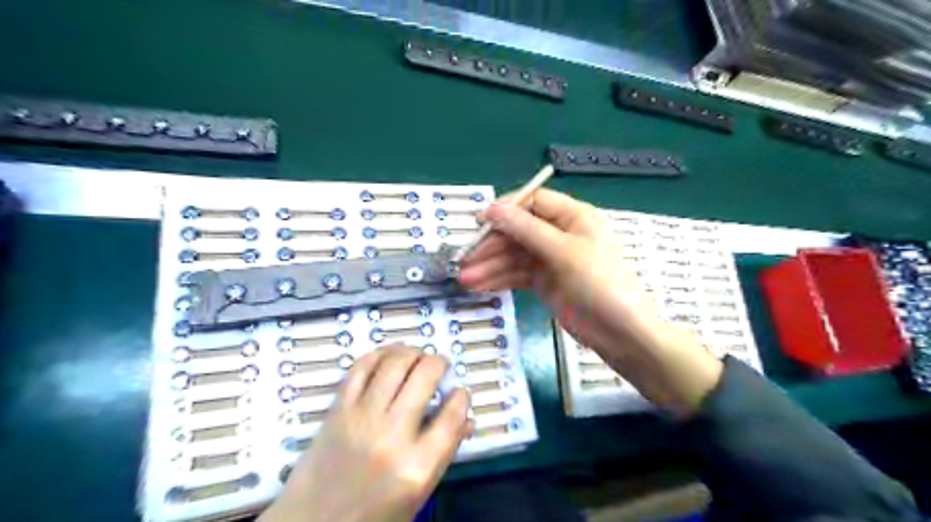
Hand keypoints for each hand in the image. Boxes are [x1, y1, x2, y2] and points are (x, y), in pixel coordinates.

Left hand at [262, 345, 473, 519]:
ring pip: (394, 364)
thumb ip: (444, 452)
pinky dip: (379, 354)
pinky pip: (361, 368)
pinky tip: (389, 355)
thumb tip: (467, 419)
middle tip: (440, 366)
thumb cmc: (373, 514)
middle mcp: (391, 435)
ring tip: (417, 355)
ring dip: (412, 351)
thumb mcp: (418, 494)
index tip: (460, 392)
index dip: (461, 397)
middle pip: (424, 377)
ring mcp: (362, 418)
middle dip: (439, 363)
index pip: (452, 416)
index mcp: (417, 466)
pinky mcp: (338, 409)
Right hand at [462, 188, 721, 414]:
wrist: (621, 333)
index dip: (505, 210)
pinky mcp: (545, 282)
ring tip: (465, 280)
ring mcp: (551, 259)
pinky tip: (480, 286)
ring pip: (514, 256)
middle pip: (518, 231)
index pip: (532, 202)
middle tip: (465, 261)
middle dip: (491, 246)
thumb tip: (492, 208)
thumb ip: (526, 229)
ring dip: (490, 266)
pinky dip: (500, 279)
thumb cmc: (599, 283)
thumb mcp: (563, 252)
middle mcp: (560, 234)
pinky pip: (518, 275)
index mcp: (572, 216)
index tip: (478, 222)